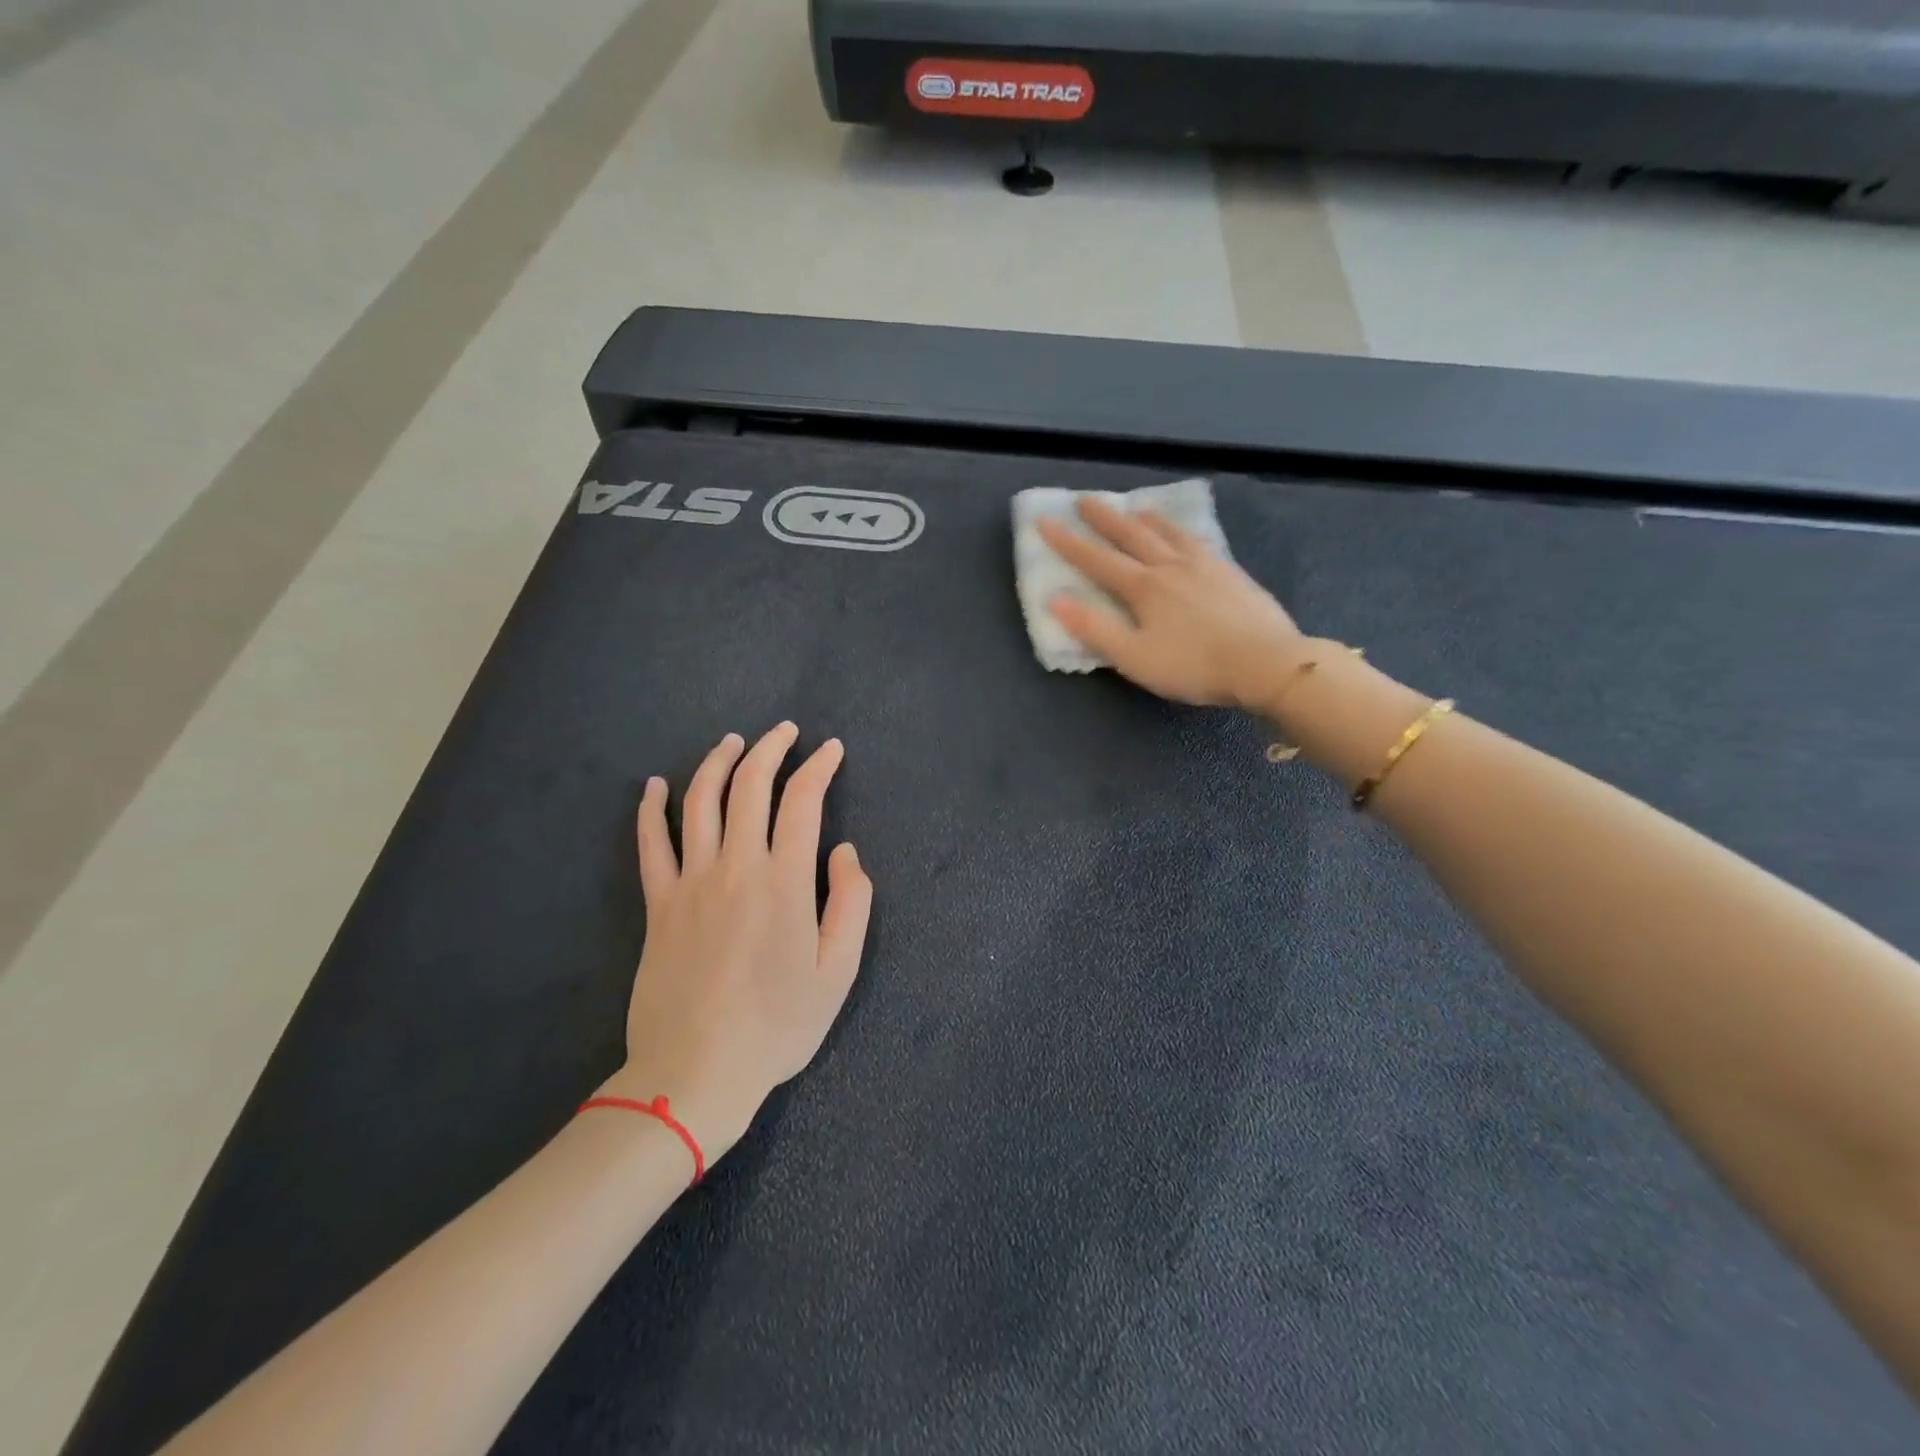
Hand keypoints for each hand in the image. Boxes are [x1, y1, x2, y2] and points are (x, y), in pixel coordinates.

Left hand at [601, 724, 873, 1164]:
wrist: (695, 1071)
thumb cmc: (778, 1025)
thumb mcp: (838, 972)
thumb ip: (851, 903)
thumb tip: (845, 852)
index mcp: (785, 881)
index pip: (803, 801)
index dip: (819, 767)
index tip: (831, 749)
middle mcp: (736, 866)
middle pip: (750, 786)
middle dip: (771, 748)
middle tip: (786, 730)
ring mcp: (690, 881)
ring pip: (700, 801)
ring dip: (718, 762)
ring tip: (733, 741)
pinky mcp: (657, 903)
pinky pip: (650, 843)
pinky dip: (652, 807)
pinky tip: (655, 784)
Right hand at [1036, 496, 1305, 707]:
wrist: (1266, 662)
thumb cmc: (1194, 665)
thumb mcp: (1134, 657)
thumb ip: (1095, 629)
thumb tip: (1056, 601)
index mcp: (1144, 587)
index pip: (1097, 560)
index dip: (1068, 542)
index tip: (1045, 521)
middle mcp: (1171, 566)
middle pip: (1133, 535)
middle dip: (1105, 518)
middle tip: (1085, 500)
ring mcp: (1206, 566)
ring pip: (1170, 533)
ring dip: (1147, 519)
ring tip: (1137, 508)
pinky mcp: (1232, 574)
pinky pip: (1199, 541)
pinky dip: (1182, 531)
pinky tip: (1187, 536)